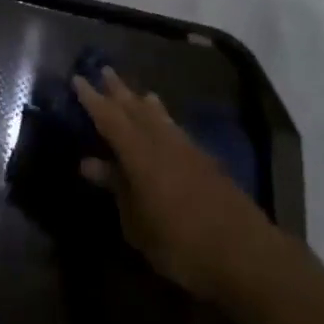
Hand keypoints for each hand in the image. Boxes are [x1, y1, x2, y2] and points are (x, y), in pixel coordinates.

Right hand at [73, 67, 274, 303]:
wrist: (245, 253)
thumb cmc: (180, 243)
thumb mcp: (137, 223)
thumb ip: (116, 189)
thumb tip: (90, 164)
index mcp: (139, 153)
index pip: (109, 117)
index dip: (92, 99)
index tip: (77, 79)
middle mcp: (162, 141)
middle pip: (135, 108)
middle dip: (118, 90)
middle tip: (104, 71)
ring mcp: (187, 148)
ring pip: (159, 115)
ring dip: (143, 101)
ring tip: (137, 92)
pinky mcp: (206, 160)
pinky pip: (175, 128)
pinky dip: (164, 119)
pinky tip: (165, 124)